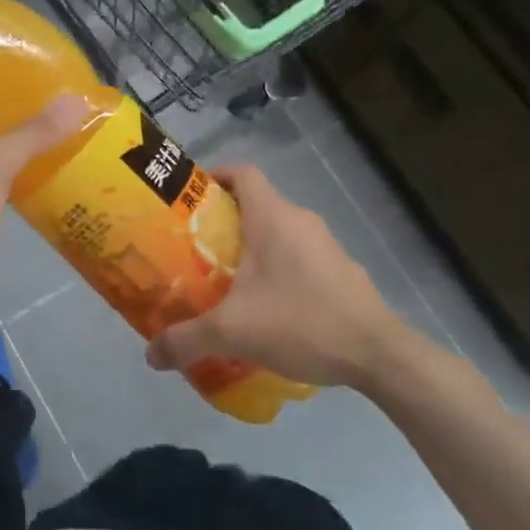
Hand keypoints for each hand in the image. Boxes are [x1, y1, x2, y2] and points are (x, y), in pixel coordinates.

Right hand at [146, 165, 416, 389]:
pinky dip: (278, 270)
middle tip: (194, 251)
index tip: (188, 199)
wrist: (379, 356)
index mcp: (273, 218)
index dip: (214, 177)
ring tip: (225, 282)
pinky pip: (299, 257)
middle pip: (256, 204)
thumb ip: (186, 340)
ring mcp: (326, 246)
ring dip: (252, 249)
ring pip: (279, 233)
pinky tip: (267, 308)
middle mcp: (301, 221)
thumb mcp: (232, 333)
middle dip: (223, 222)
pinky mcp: (342, 272)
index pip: (242, 173)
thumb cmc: (301, 323)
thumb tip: (150, 355)